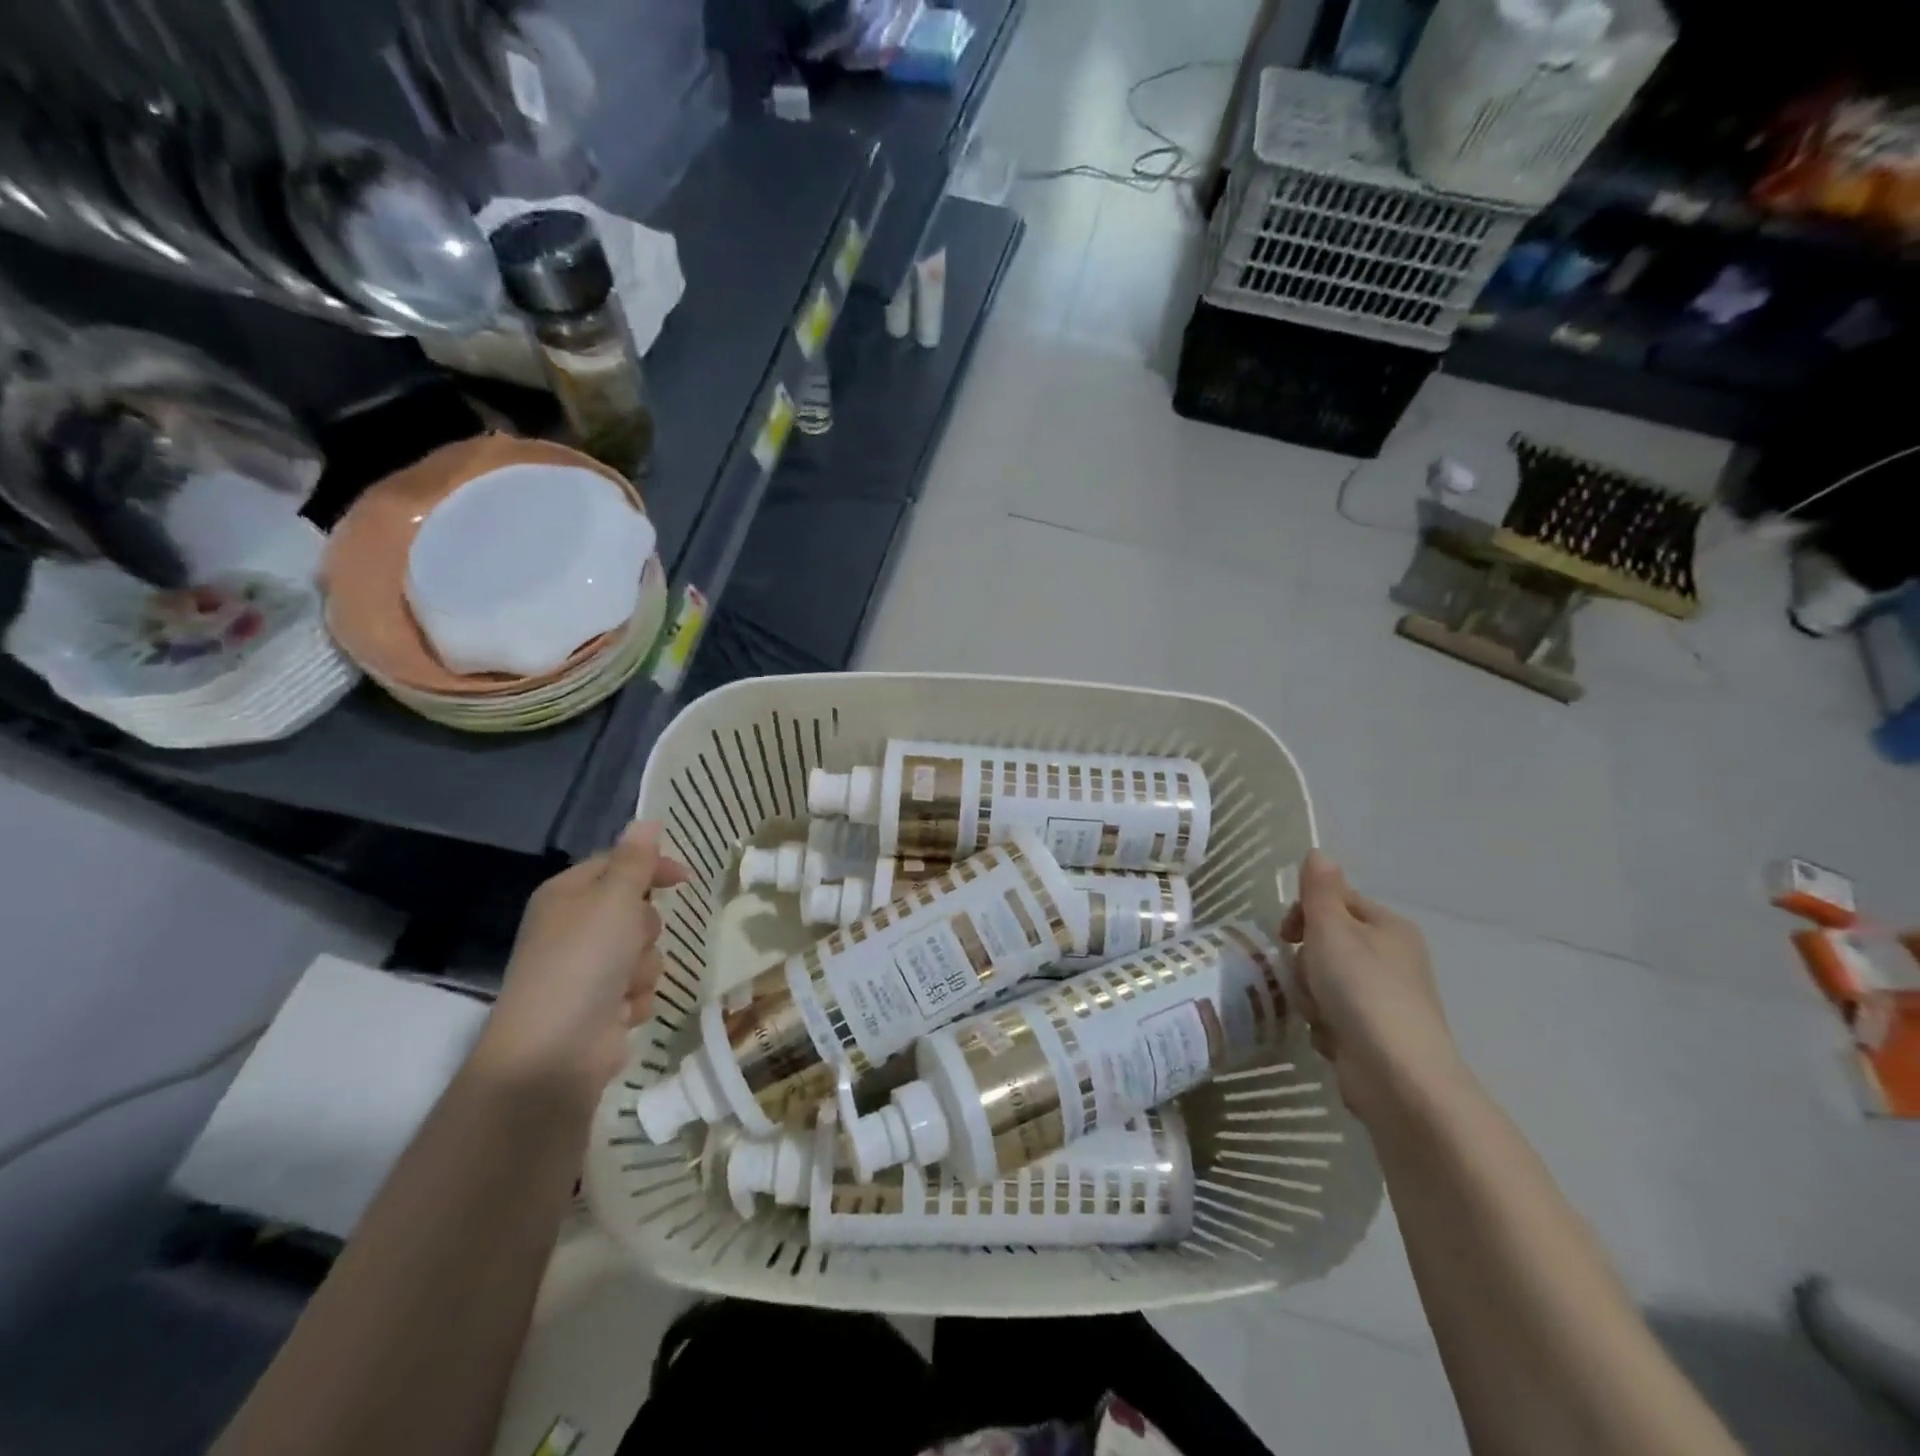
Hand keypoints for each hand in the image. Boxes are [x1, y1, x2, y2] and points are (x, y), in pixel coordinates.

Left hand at [478, 821, 691, 1098]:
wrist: (555, 1051)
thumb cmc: (584, 961)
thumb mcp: (614, 899)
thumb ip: (635, 861)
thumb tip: (646, 820)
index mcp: (568, 895)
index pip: (618, 864)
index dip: (652, 867)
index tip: (685, 878)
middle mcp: (574, 928)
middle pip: (637, 911)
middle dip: (644, 929)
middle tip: (631, 941)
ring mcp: (586, 970)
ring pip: (644, 952)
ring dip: (643, 968)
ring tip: (624, 986)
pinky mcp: (600, 1006)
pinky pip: (639, 987)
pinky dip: (636, 998)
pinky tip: (622, 1011)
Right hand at [1280, 850, 1469, 1125]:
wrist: (1397, 1076)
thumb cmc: (1361, 990)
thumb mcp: (1331, 930)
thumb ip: (1319, 890)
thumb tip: (1319, 852)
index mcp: (1388, 927)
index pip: (1336, 901)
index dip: (1304, 913)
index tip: (1286, 934)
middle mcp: (1392, 959)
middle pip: (1327, 944)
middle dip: (1306, 963)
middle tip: (1308, 979)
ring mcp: (1385, 1000)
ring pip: (1324, 983)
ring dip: (1311, 997)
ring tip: (1320, 1015)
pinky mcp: (1375, 1036)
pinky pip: (1333, 1017)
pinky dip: (1325, 1027)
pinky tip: (1330, 1040)